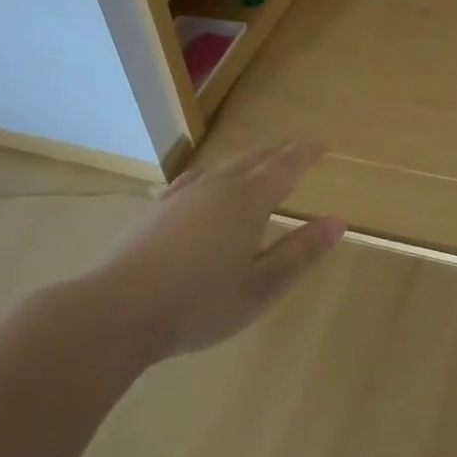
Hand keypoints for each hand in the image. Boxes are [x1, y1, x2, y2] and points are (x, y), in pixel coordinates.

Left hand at [45, 143, 346, 365]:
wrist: (119, 310)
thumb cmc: (201, 303)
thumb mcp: (262, 286)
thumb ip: (301, 252)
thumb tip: (337, 222)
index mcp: (249, 201)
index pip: (285, 167)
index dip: (304, 155)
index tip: (320, 146)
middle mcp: (218, 187)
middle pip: (254, 160)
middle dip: (278, 153)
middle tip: (295, 149)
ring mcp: (183, 195)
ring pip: (223, 167)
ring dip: (247, 161)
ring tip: (257, 163)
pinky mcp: (157, 209)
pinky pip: (195, 179)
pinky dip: (214, 175)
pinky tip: (205, 183)